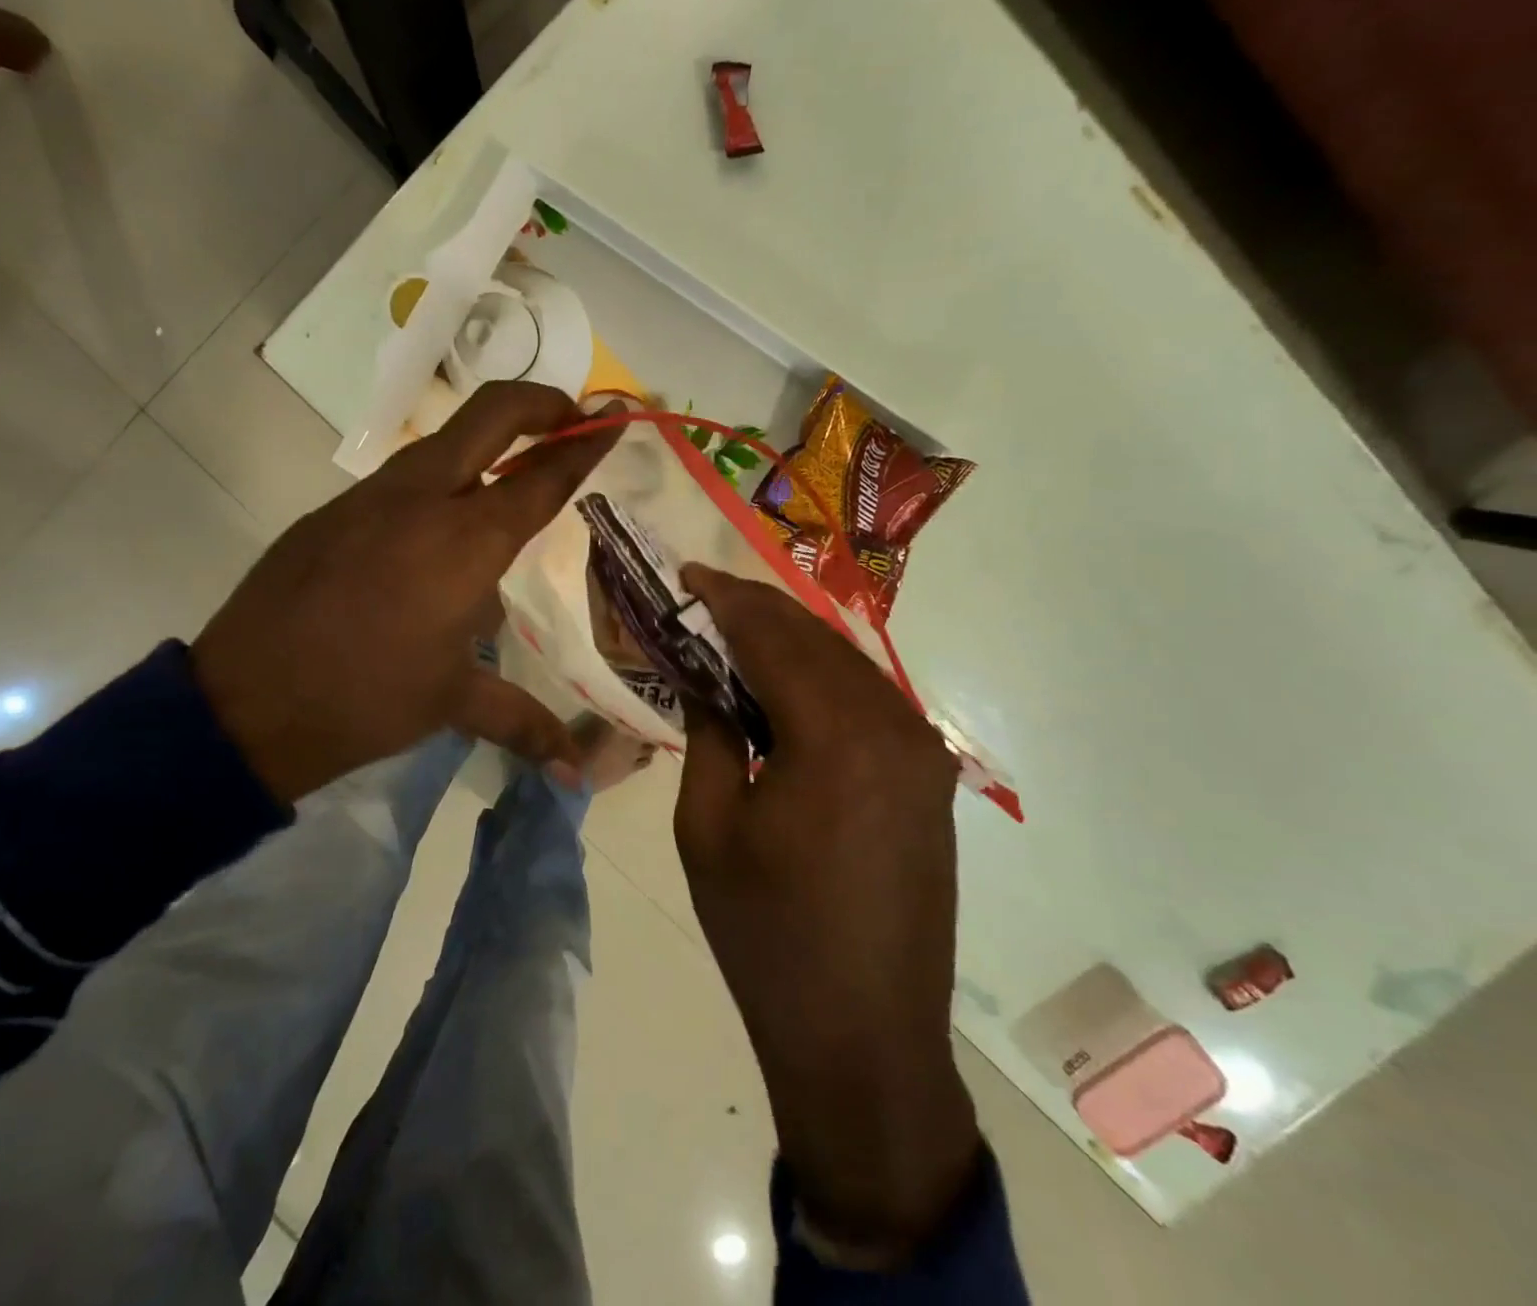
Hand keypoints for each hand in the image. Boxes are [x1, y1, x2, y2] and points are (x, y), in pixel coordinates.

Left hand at [192, 382, 619, 802]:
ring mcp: (370, 497)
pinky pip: (402, 478)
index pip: (542, 476)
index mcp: (465, 543)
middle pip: (490, 414)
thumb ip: (523, 722)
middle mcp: (422, 501)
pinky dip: (440, 482)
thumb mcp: (451, 704)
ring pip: (442, 440)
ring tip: (512, 479)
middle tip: (572, 419)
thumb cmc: (365, 702)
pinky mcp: (332, 510)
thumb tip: (574, 771)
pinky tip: (438, 531)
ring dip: (487, 441)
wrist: (245, 704)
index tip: (617, 418)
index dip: (586, 443)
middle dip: (541, 403)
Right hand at [674, 565, 979, 1263]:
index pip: (774, 636)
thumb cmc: (767, 935)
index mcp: (837, 738)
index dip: (725, 599)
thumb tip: (707, 679)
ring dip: (789, 642)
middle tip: (702, 596)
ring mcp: (921, 753)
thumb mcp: (709, 828)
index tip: (685, 575)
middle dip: (755, 610)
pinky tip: (782, 686)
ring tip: (732, 634)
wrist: (864, 1039)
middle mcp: (894, 728)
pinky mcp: (928, 779)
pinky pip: (867, 701)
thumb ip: (710, 734)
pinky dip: (819, 679)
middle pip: (816, 639)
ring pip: (846, 664)